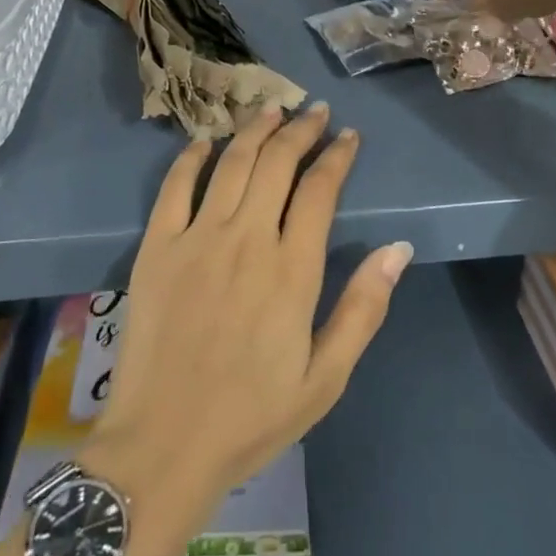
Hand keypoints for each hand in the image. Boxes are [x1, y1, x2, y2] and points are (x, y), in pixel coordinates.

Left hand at [78, 104, 411, 555]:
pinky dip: (192, 156)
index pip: (320, 189)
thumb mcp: (326, 378)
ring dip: (255, 130)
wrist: (164, 445)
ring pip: (232, 163)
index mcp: (292, 269)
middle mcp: (247, 239)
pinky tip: (206, 140)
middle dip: (300, 130)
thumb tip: (398, 248)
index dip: (337, 156)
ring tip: (272, 109)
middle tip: (314, 112)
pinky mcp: (157, 247)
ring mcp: (197, 238)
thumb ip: (363, 308)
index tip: (348, 136)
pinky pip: (175, 186)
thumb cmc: (252, 417)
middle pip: (277, 163)